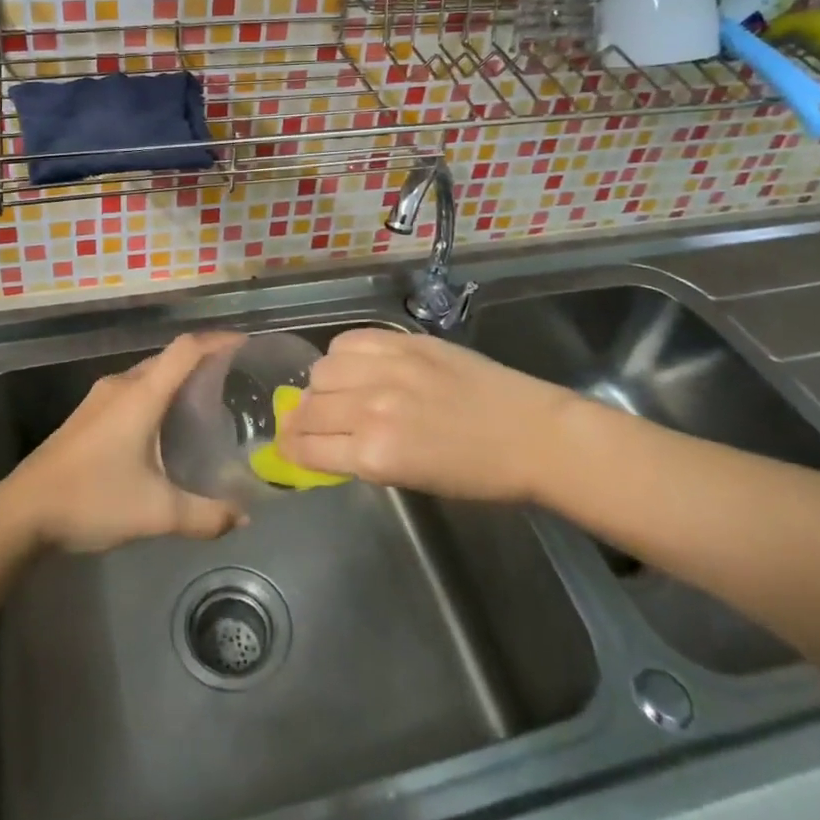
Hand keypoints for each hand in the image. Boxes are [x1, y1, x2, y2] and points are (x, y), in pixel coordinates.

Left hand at [0, 333, 247, 553]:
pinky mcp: (86, 416)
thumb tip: (244, 518)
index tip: (245, 345)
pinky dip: (156, 396)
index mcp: (141, 395)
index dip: (217, 340)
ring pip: (147, 375)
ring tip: (205, 404)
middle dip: (202, 362)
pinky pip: (131, 392)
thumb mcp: (156, 513)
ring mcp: (98, 399)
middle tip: (233, 383)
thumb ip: (205, 516)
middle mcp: (121, 386)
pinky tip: (163, 428)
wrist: (21, 513)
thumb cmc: (92, 500)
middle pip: (167, 358)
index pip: (186, 349)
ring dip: (176, 380)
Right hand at [276, 328, 580, 502]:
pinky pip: (349, 340)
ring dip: (320, 385)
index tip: (287, 447)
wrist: (532, 435)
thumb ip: (363, 457)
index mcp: (375, 455)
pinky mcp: (403, 341)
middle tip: (306, 422)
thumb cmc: (477, 475)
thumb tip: (325, 443)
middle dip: (300, 420)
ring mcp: (387, 369)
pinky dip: (342, 354)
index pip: (306, 447)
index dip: (290, 448)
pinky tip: (353, 364)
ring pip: (322, 370)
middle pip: (309, 407)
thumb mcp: (411, 479)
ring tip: (334, 392)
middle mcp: (371, 409)